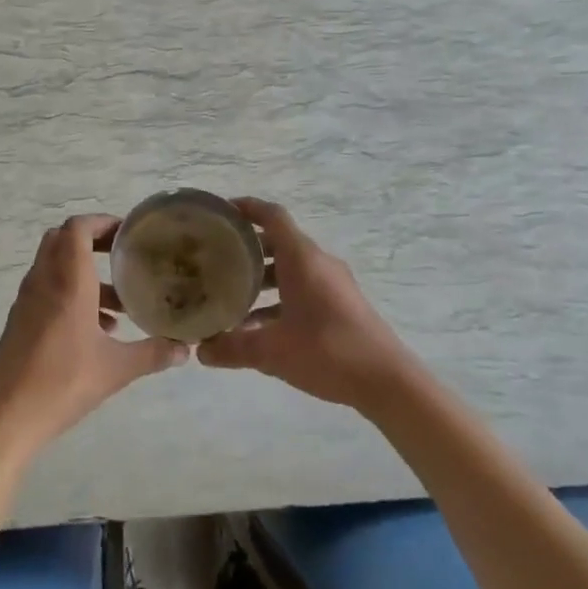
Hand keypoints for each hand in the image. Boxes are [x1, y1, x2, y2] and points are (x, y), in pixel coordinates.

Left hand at [0, 214, 189, 462]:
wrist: (5, 417)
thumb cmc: (62, 383)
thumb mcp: (117, 369)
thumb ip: (153, 354)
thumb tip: (185, 349)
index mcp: (67, 282)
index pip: (77, 229)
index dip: (102, 222)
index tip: (128, 232)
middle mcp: (44, 281)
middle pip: (62, 240)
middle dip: (93, 241)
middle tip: (123, 256)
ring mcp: (27, 301)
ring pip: (55, 267)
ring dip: (85, 273)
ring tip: (120, 303)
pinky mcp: (20, 321)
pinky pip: (48, 291)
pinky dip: (72, 295)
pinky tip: (98, 331)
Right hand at [197, 198, 421, 411]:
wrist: (387, 380)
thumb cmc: (327, 351)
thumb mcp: (272, 352)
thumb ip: (232, 348)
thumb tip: (200, 350)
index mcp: (303, 260)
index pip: (273, 216)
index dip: (247, 208)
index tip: (221, 212)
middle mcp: (318, 263)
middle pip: (279, 242)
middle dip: (247, 248)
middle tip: (217, 259)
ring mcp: (333, 284)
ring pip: (290, 269)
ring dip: (262, 278)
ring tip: (232, 295)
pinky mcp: (341, 305)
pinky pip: (303, 289)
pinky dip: (279, 298)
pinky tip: (259, 327)